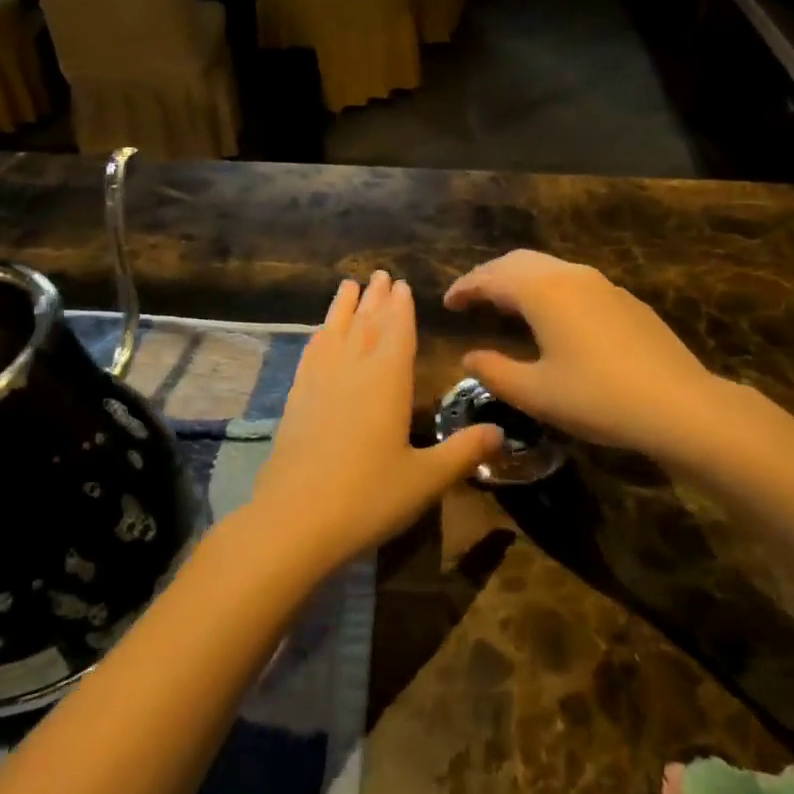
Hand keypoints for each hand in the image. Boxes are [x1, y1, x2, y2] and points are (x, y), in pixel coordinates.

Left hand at [247, 272, 501, 577]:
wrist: (295, 520)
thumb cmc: (368, 497)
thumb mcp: (425, 479)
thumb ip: (463, 452)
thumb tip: (499, 432)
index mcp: (387, 381)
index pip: (397, 332)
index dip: (402, 307)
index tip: (402, 284)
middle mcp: (352, 370)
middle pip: (366, 324)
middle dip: (376, 298)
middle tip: (380, 274)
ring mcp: (319, 382)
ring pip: (335, 331)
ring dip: (344, 307)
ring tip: (349, 285)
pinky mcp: (296, 399)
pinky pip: (311, 354)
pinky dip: (319, 336)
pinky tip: (319, 335)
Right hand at [445, 250, 741, 462]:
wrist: (680, 405)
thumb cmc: (597, 398)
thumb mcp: (536, 393)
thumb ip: (495, 372)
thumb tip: (468, 357)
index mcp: (542, 290)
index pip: (491, 277)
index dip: (465, 287)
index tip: (447, 302)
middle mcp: (570, 275)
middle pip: (518, 262)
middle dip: (490, 276)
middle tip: (470, 298)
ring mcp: (602, 285)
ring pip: (548, 268)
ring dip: (519, 280)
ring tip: (503, 305)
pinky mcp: (625, 300)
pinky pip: (573, 281)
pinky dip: (547, 289)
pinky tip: (551, 317)